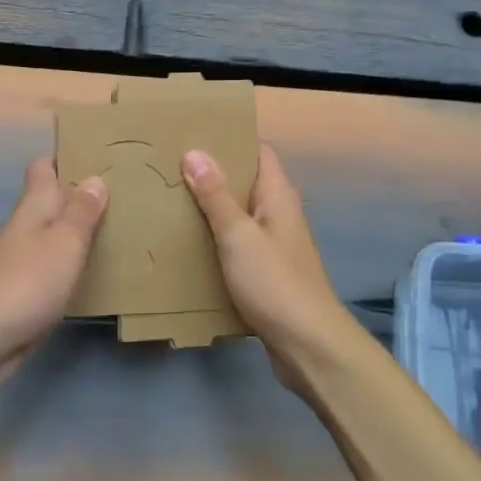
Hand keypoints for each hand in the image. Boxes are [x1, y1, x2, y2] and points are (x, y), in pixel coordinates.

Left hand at [0, 158, 106, 391]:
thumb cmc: (26, 281)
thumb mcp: (64, 242)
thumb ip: (81, 212)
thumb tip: (95, 178)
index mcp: (33, 206)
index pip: (43, 167)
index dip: (65, 158)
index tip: (96, 154)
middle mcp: (25, 227)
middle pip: (52, 201)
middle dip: (80, 196)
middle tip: (123, 192)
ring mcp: (21, 260)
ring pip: (53, 234)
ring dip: (78, 231)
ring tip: (118, 228)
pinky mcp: (23, 292)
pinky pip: (52, 266)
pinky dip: (71, 263)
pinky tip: (95, 271)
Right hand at [181, 144, 354, 388]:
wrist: (308, 344)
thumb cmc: (274, 281)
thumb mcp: (238, 235)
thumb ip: (216, 195)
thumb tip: (195, 152)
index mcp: (278, 194)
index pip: (258, 151)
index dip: (231, 140)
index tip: (195, 135)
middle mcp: (280, 212)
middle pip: (247, 182)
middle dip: (214, 175)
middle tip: (172, 167)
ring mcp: (276, 243)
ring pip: (241, 214)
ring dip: (213, 209)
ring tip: (173, 201)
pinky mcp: (269, 271)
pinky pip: (240, 243)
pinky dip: (218, 239)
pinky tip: (191, 245)